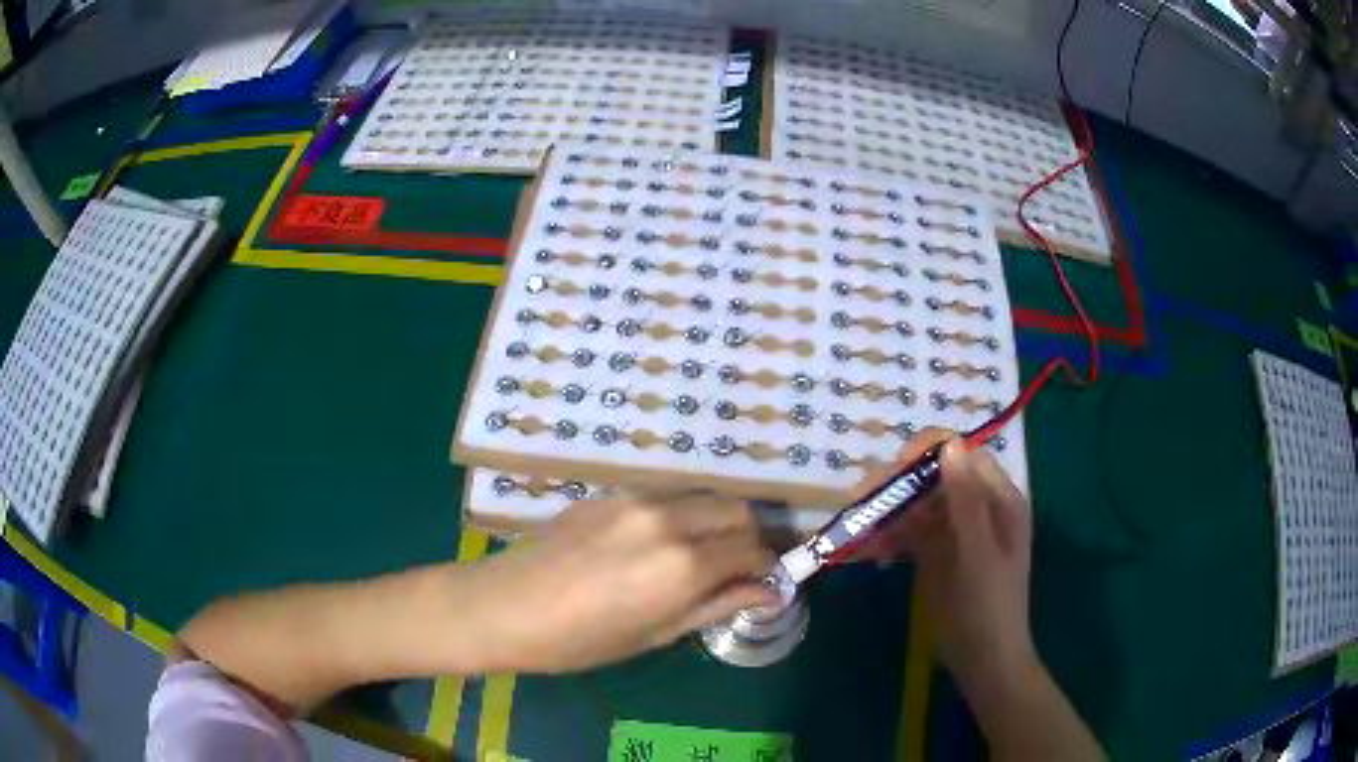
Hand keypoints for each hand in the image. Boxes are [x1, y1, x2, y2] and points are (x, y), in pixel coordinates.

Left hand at [464, 491, 779, 673]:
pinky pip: (663, 498)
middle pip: (735, 509)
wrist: (504, 606)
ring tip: (698, 557)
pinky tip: (653, 547)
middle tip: (737, 568)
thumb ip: (717, 605)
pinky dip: (679, 517)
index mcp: (682, 564)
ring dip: (714, 522)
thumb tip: (770, 593)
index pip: (751, 548)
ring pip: (700, 497)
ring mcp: (635, 500)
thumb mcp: (655, 633)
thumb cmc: (580, 640)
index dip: (767, 565)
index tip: (765, 581)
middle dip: (748, 536)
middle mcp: (668, 520)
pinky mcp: (609, 493)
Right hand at [856, 429, 1036, 684]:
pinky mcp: (935, 553)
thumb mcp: (978, 555)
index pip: (963, 454)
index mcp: (998, 499)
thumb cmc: (988, 607)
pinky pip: (908, 533)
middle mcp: (976, 507)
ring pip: (915, 505)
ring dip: (885, 514)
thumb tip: (949, 445)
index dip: (929, 452)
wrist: (983, 660)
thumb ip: (966, 502)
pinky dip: (887, 538)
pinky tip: (868, 553)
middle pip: (932, 478)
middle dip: (896, 487)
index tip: (894, 468)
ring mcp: (954, 531)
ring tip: (855, 534)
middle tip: (859, 503)